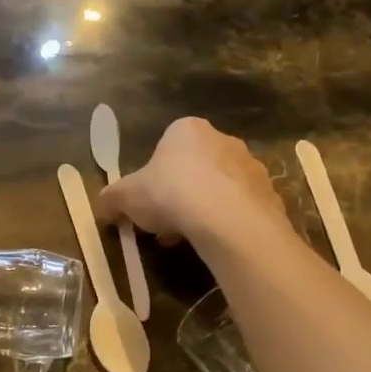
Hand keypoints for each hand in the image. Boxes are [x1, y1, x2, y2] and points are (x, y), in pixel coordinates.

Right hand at [96, 117, 290, 246]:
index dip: (153, 178)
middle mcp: (223, 139)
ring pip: (219, 188)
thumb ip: (111, 200)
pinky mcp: (270, 193)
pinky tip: (216, 242)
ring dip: (203, 209)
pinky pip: (241, 207)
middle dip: (179, 195)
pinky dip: (228, 222)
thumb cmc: (171, 194)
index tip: (147, 205)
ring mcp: (250, 166)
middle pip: (194, 168)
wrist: (228, 219)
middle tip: (166, 225)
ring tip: (190, 239)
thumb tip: (100, 207)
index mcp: (187, 129)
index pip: (166, 148)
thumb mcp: (126, 197)